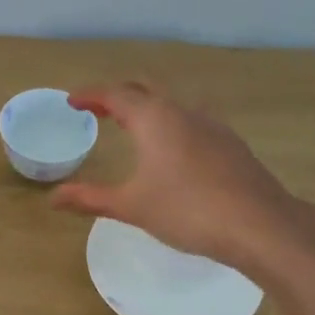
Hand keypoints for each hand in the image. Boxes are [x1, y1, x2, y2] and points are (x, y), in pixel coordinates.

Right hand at [50, 82, 314, 280]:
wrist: (261, 226)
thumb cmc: (188, 210)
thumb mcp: (132, 206)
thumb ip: (90, 198)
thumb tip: (53, 198)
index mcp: (154, 118)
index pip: (115, 94)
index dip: (91, 95)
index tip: (72, 101)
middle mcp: (183, 112)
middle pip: (145, 89)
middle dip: (119, 94)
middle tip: (98, 108)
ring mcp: (212, 126)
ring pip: (172, 103)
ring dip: (147, 106)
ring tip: (132, 125)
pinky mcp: (230, 144)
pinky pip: (191, 120)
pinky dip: (170, 123)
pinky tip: (172, 149)